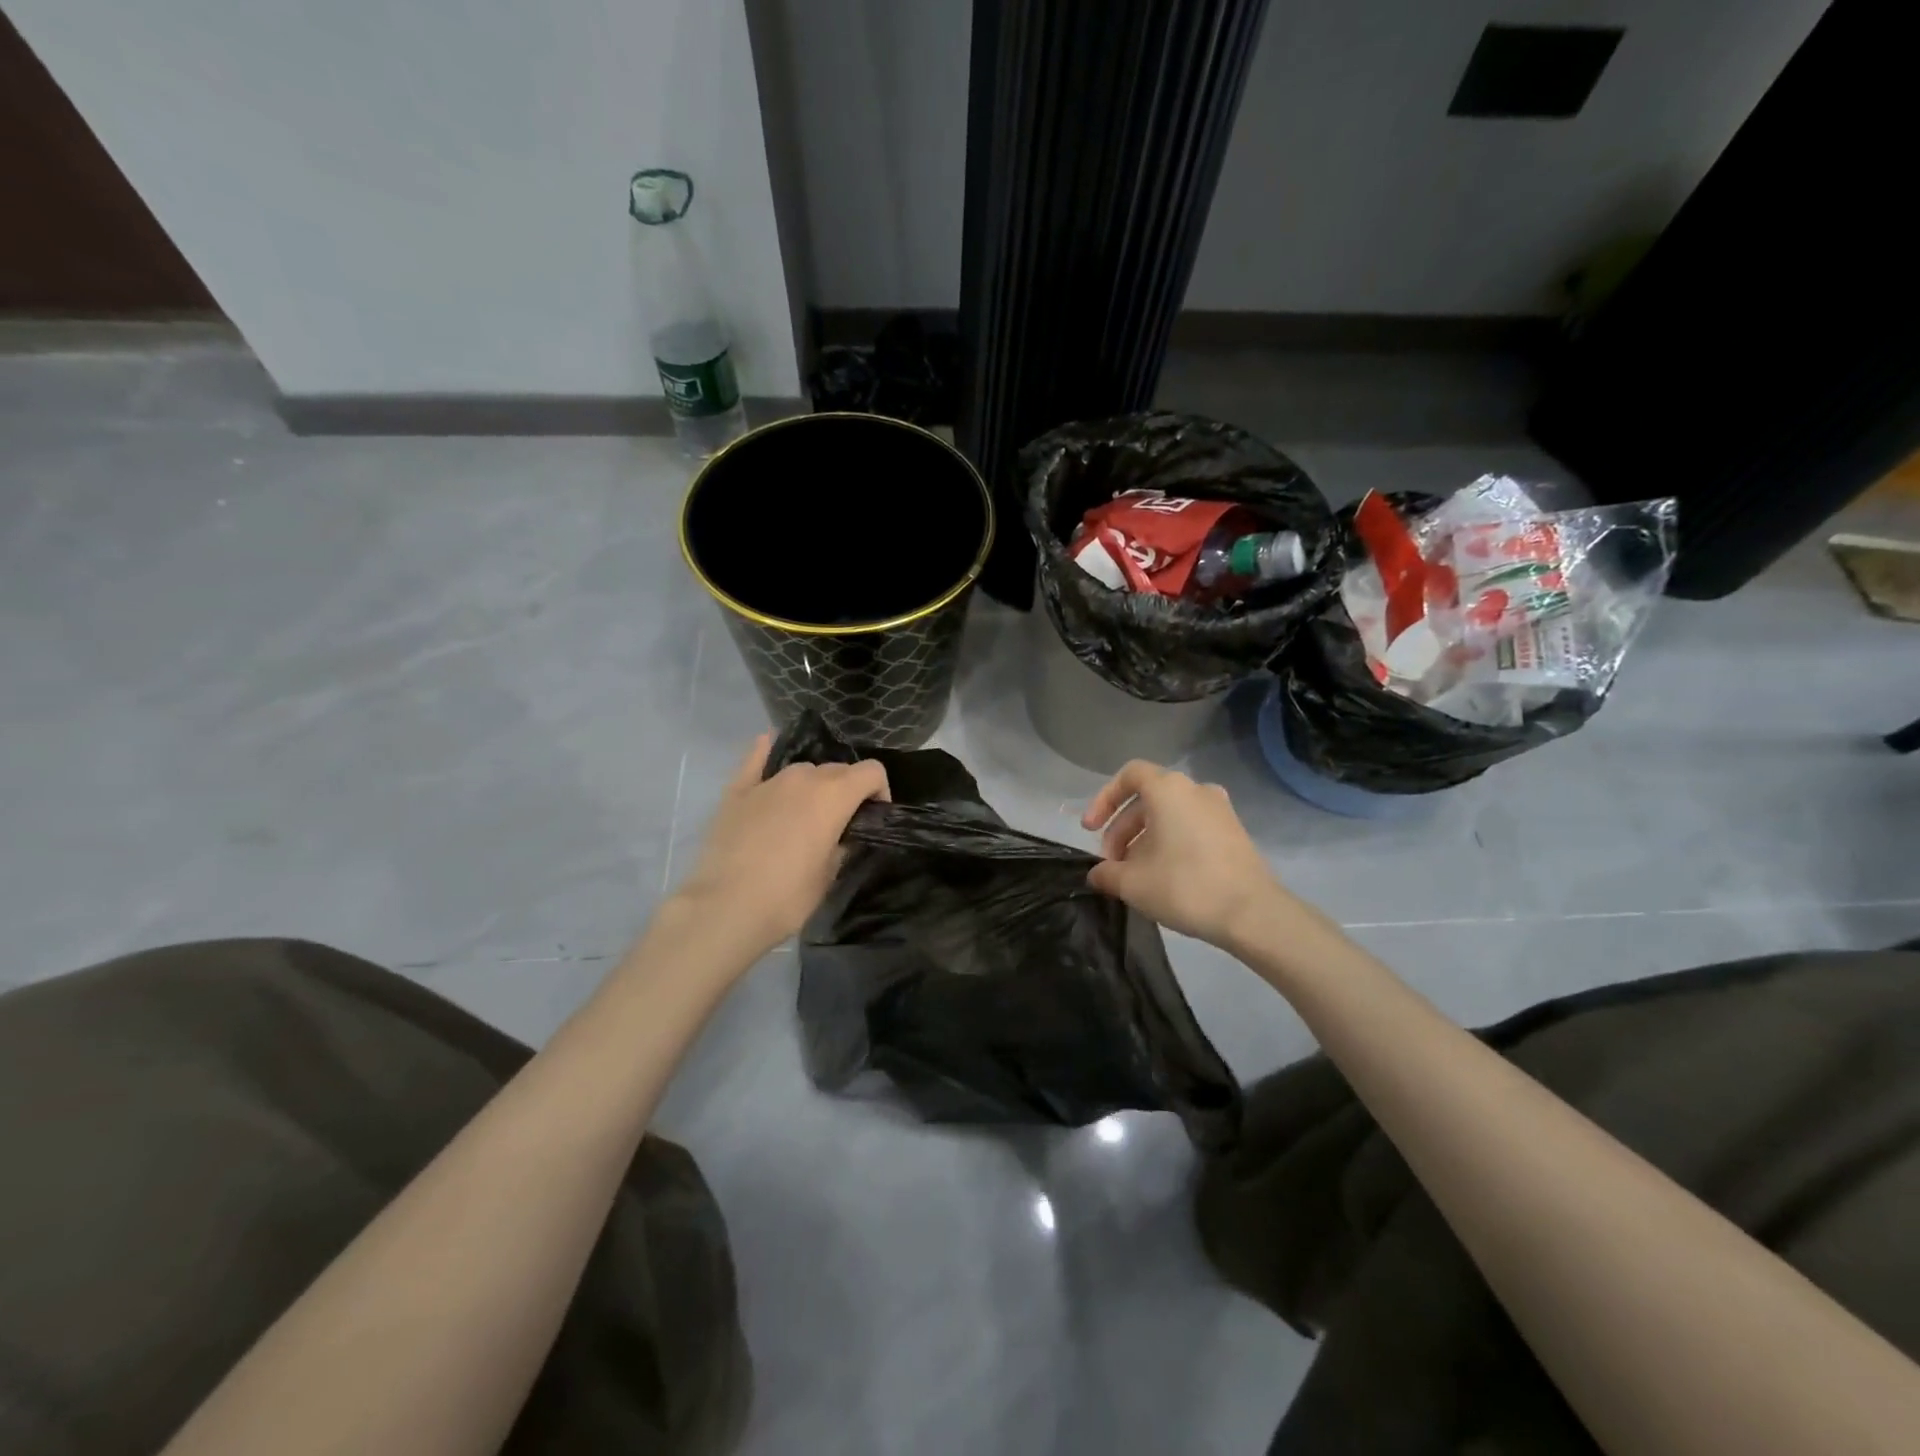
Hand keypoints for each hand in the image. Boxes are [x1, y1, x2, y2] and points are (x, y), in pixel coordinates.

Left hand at [678, 733, 889, 959]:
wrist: (724, 908)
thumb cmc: (787, 897)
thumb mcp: (830, 875)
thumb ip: (842, 844)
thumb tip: (841, 835)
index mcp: (834, 795)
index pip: (871, 772)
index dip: (880, 791)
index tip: (874, 816)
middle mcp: (803, 778)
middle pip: (837, 769)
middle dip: (846, 790)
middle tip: (840, 823)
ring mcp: (768, 781)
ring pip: (801, 770)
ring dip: (812, 785)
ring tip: (805, 813)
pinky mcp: (737, 791)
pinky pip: (755, 760)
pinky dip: (765, 753)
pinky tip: (767, 744)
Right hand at [1082, 761, 1285, 946]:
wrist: (1252, 914)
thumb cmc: (1185, 887)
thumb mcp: (1132, 883)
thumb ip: (1106, 873)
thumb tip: (1096, 874)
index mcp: (1168, 789)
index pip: (1129, 776)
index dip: (1104, 799)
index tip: (1090, 829)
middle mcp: (1195, 789)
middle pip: (1147, 799)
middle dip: (1122, 829)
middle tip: (1111, 864)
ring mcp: (1219, 810)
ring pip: (1169, 815)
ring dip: (1144, 839)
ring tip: (1134, 874)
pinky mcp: (1234, 832)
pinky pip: (1190, 826)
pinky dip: (1170, 842)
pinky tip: (1163, 876)